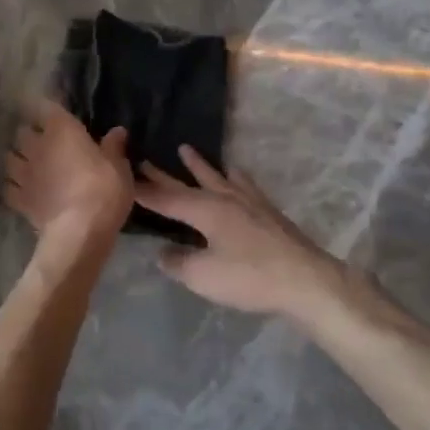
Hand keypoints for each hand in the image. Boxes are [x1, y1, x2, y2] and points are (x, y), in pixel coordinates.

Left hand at [4, 99, 132, 241]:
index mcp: (62, 130)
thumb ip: (114, 147)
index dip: (50, 108)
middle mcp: (37, 146)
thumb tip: (117, 131)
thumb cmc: (103, 190)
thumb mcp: (119, 167)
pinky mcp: (18, 199)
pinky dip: (15, 186)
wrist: (79, 231)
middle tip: (44, 141)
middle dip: (31, 134)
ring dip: (19, 158)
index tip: (56, 112)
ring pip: (11, 157)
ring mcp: (23, 173)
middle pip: (24, 132)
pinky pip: (10, 187)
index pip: (48, 106)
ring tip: (29, 164)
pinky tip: (23, 190)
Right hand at [135, 147, 345, 319]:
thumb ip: (178, 262)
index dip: (143, 191)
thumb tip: (162, 252)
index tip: (124, 179)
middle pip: (188, 184)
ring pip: (216, 177)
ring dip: (199, 165)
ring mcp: (249, 202)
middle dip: (164, 175)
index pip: (166, 199)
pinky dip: (232, 176)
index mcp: (205, 210)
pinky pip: (243, 184)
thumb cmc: (250, 277)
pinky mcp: (267, 211)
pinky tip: (235, 173)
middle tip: (144, 160)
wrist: (305, 280)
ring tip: (186, 149)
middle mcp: (224, 198)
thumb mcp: (203, 276)